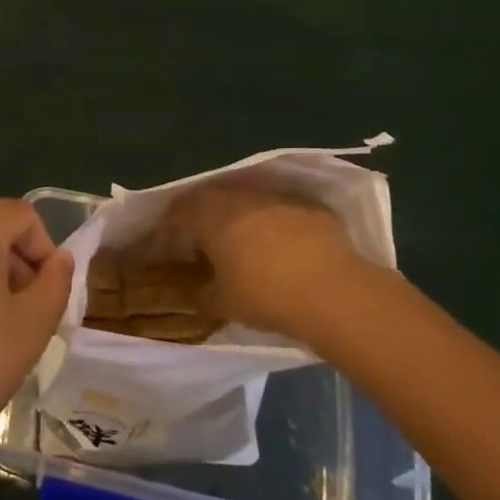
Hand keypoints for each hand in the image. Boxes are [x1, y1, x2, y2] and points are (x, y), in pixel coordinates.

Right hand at [161, 180, 376, 336]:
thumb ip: (203, 294)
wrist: (333, 292)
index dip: (169, 226)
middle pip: (212, 197)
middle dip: (203, 215)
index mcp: (211, 214)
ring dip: (239, 215)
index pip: (179, 211)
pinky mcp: (310, 206)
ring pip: (248, 199)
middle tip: (201, 238)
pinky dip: (273, 221)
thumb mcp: (223, 303)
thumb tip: (198, 293)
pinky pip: (281, 209)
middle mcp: (241, 196)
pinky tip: (279, 243)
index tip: (166, 241)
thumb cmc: (265, 295)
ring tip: (240, 238)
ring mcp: (278, 197)